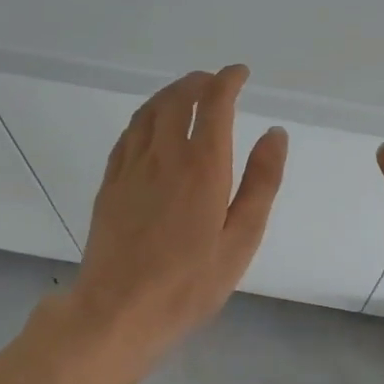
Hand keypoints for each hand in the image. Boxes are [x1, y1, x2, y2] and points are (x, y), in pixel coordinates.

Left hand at [67, 65, 287, 363]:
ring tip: (186, 94)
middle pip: (178, 98)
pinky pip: (128, 135)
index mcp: (202, 165)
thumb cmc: (189, 283)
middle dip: (199, 81)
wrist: (118, 310)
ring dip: (170, 94)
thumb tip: (274, 134)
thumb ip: (261, 182)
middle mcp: (163, 155)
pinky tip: (151, 127)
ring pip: (149, 111)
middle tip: (215, 82)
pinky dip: (145, 118)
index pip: (214, 103)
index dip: (228, 81)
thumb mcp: (241, 239)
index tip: (240, 74)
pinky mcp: (110, 183)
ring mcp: (131, 167)